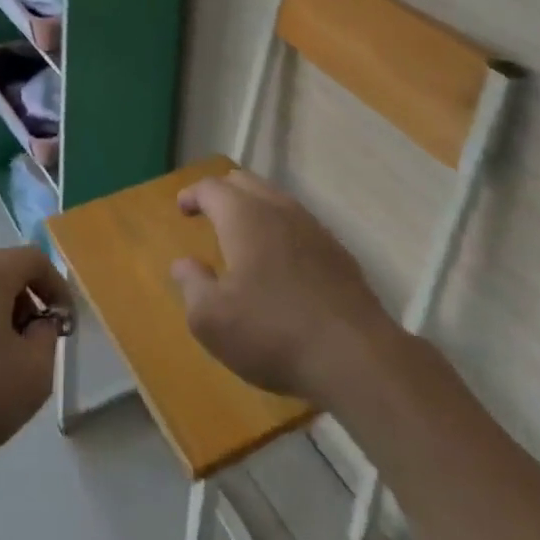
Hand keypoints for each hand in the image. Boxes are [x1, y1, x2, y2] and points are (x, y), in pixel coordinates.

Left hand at [0, 246, 71, 472]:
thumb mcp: (32, 375)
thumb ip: (48, 341)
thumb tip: (39, 325)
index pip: (35, 260)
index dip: (58, 288)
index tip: (65, 325)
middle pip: (6, 275)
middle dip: (28, 308)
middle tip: (36, 351)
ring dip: (0, 323)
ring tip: (4, 371)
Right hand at [171, 169, 398, 403]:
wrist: (356, 356)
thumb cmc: (272, 332)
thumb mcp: (212, 320)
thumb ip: (191, 286)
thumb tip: (183, 264)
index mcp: (242, 215)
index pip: (211, 187)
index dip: (193, 194)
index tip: (182, 208)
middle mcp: (277, 208)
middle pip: (245, 182)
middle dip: (223, 192)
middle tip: (210, 212)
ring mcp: (312, 227)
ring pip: (276, 200)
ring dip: (254, 208)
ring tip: (244, 233)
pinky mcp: (337, 252)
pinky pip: (300, 225)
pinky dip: (281, 229)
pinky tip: (282, 260)